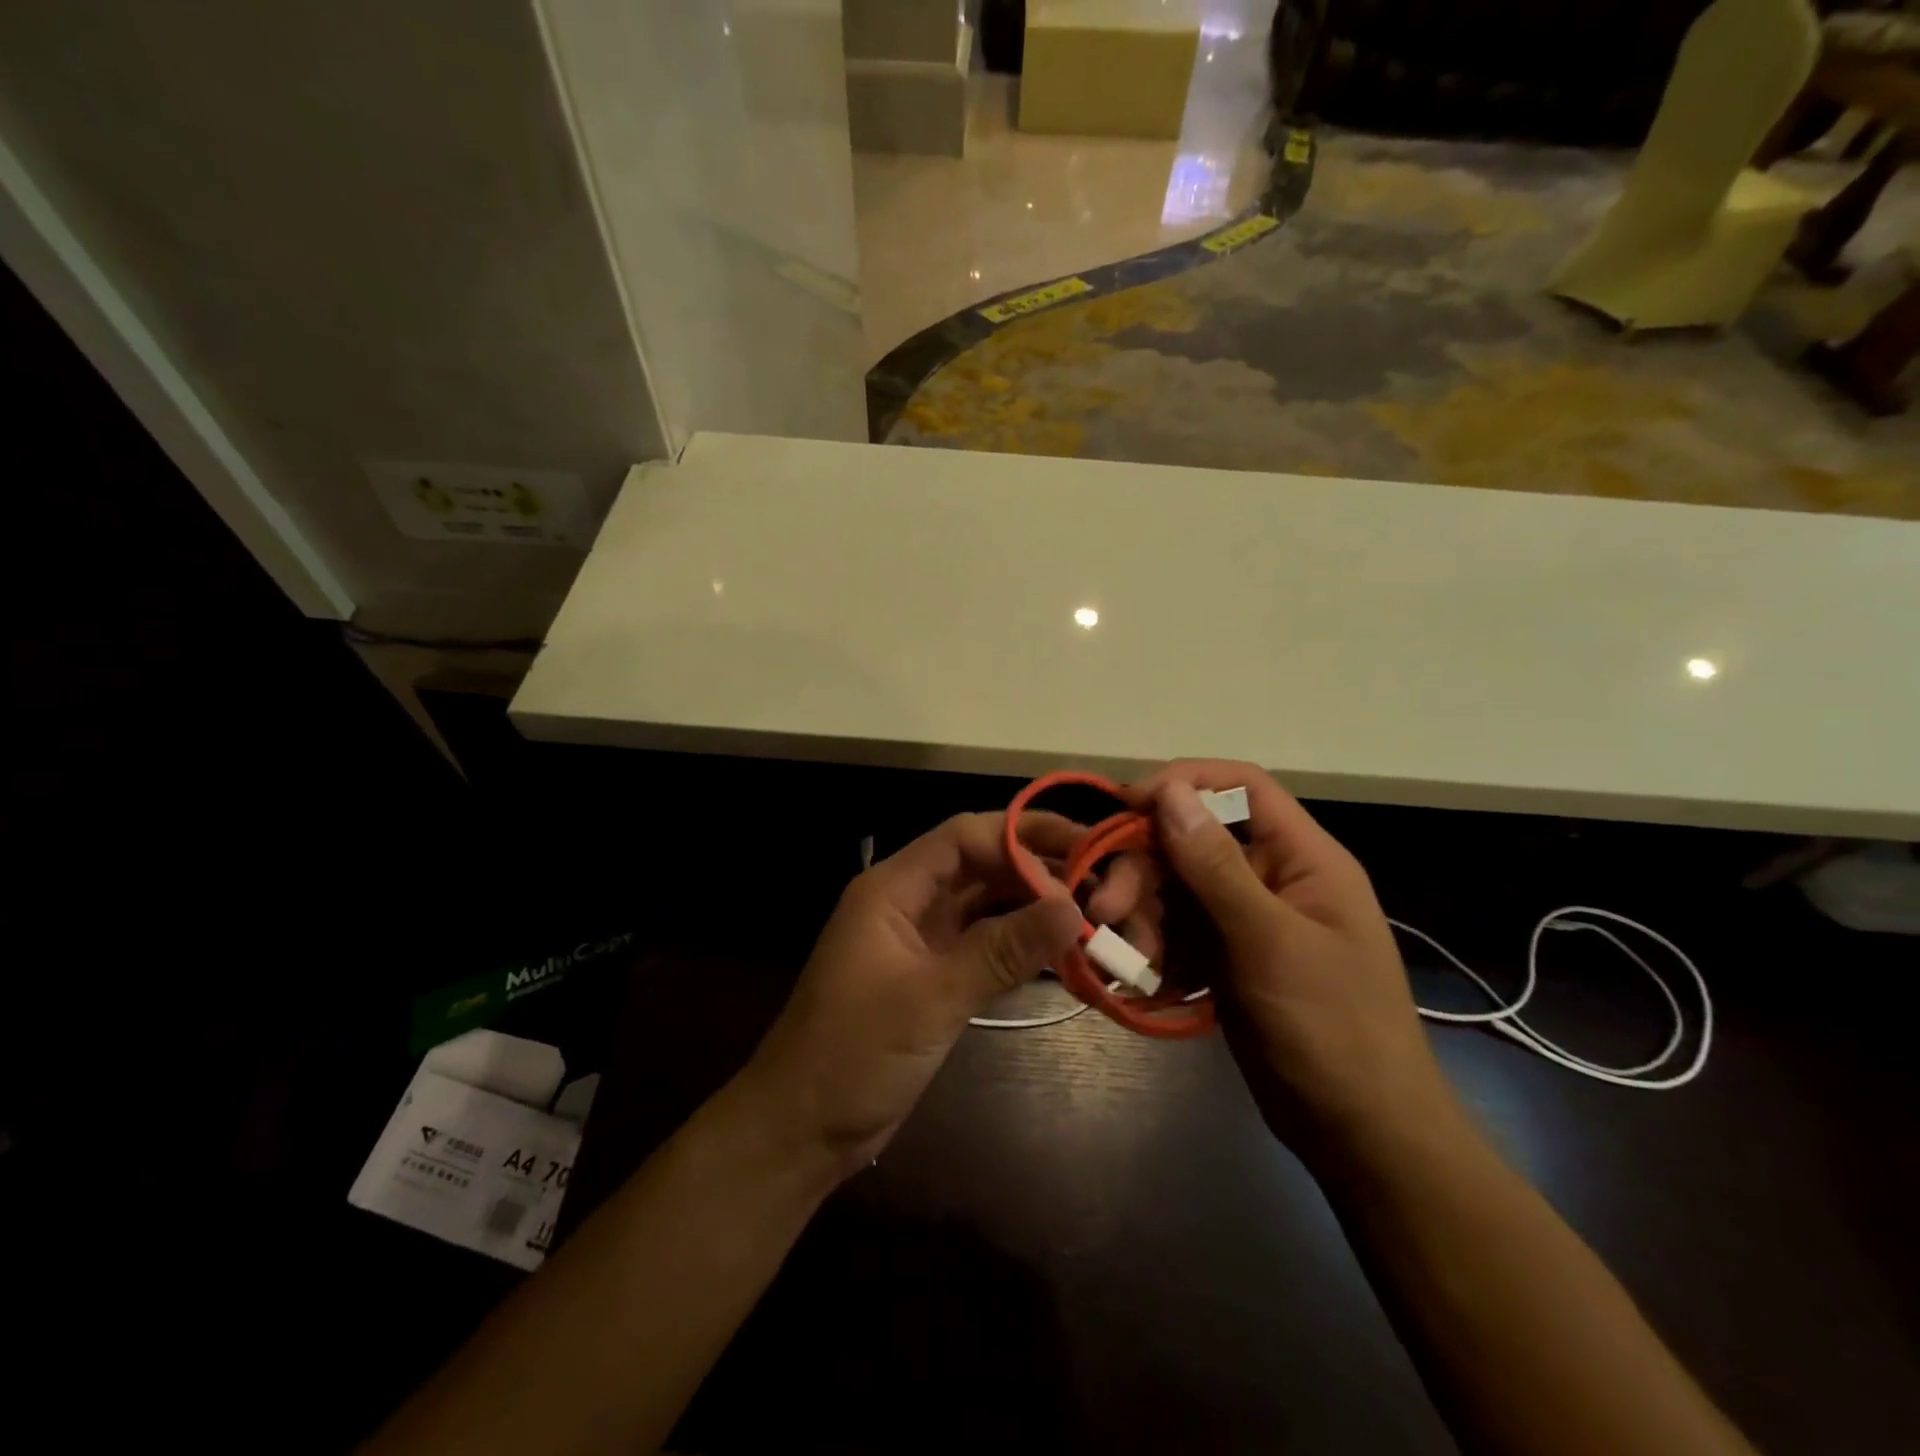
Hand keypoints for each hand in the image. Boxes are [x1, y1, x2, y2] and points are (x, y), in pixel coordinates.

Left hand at [741, 812, 1083, 1178]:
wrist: (802, 1129)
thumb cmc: (854, 1052)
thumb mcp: (932, 997)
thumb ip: (1002, 950)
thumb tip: (1072, 908)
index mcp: (893, 889)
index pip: (964, 837)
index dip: (1023, 834)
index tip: (1081, 847)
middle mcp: (908, 904)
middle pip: (978, 866)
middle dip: (1035, 869)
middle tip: (1100, 880)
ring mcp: (920, 942)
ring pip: (984, 906)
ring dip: (1031, 907)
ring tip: (1092, 911)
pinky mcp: (932, 977)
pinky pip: (983, 945)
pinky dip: (1019, 945)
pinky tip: (1061, 951)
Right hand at [1090, 761, 1449, 1158]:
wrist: (1361, 1135)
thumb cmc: (1332, 1029)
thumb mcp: (1270, 941)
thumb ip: (1216, 865)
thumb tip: (1170, 790)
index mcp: (1301, 857)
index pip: (1239, 786)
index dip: (1183, 783)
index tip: (1125, 806)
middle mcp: (1271, 877)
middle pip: (1190, 842)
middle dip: (1143, 871)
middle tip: (1106, 910)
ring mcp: (1245, 920)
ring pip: (1174, 889)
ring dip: (1143, 917)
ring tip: (1131, 960)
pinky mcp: (1225, 957)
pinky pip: (1176, 932)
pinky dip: (1155, 950)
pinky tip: (1148, 981)